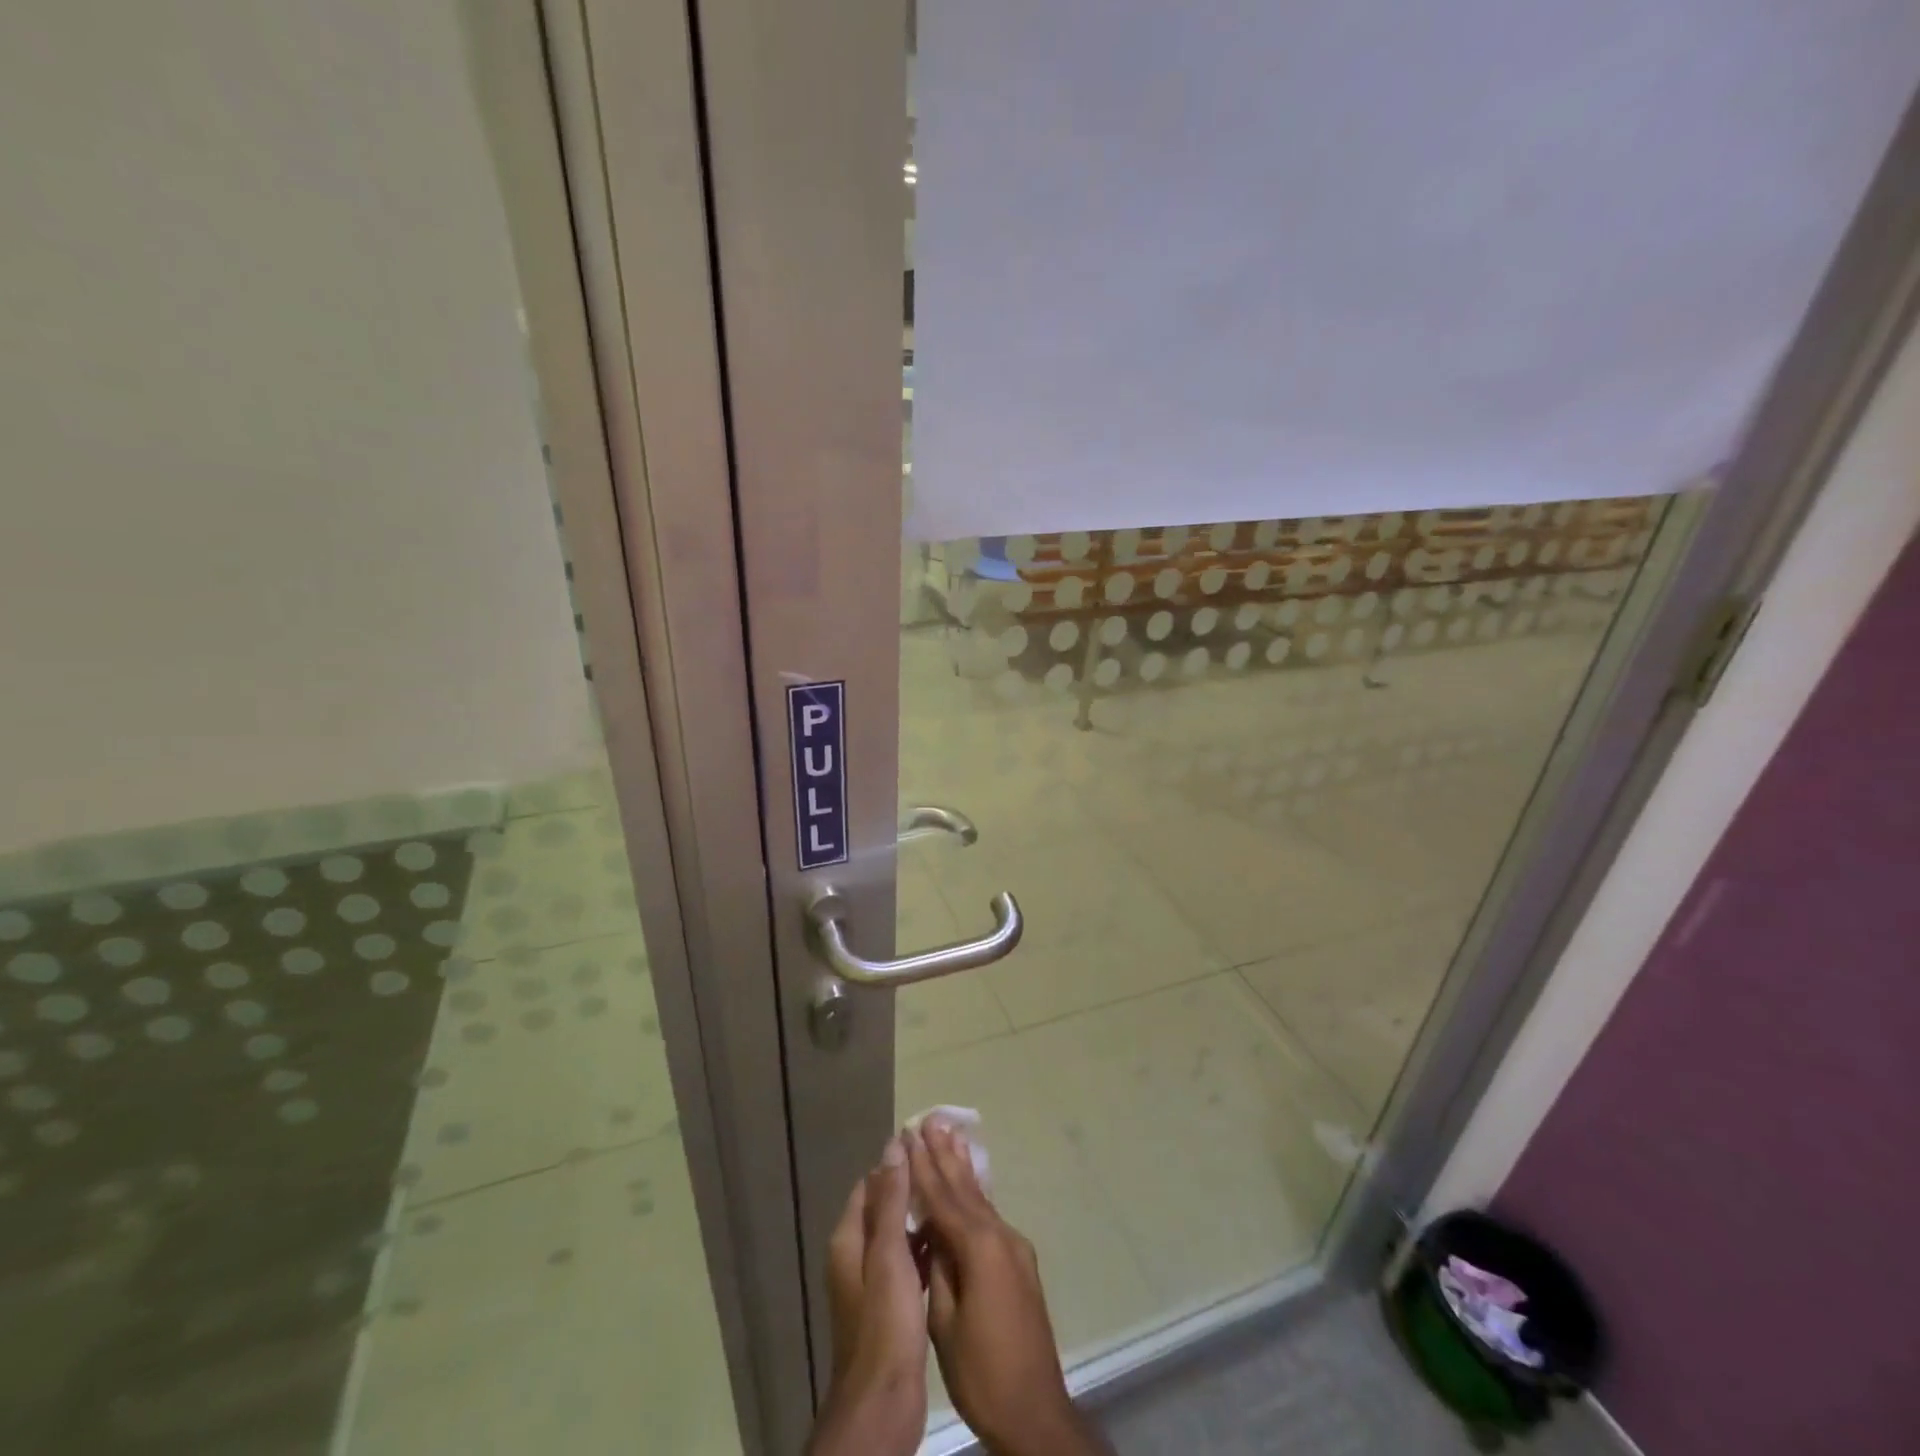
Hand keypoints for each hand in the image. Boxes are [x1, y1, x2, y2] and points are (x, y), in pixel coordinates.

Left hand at [806, 1139, 927, 1455]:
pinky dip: (924, 1248)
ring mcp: (874, 1283)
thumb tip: (894, 1144)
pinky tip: (950, 1243)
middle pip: (884, 1208)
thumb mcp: (889, 1255)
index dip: (895, 1163)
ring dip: (920, 1218)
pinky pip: (909, 1263)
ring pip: (898, 1236)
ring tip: (953, 1200)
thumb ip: (891, 1200)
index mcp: (849, 1239)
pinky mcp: (892, 1306)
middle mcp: (856, 1256)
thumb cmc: (884, 1322)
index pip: (871, 1184)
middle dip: (911, 1189)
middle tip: (947, 1171)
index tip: (927, 1148)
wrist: (883, 1401)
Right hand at [907, 1122, 1111, 1455]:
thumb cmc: (981, 1370)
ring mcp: (1013, 1247)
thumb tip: (931, 1232)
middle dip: (944, 1153)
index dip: (923, 1166)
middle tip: (931, 1118)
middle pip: (964, 1187)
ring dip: (962, 1166)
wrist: (1035, 1409)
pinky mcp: (1020, 1262)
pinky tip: (970, 1182)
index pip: (942, 1198)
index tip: (910, 1134)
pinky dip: (974, 1193)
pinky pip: (990, 1215)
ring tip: (951, 1134)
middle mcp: (999, 1236)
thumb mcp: (945, 1322)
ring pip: (980, 1197)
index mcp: (978, 1247)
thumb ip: (938, 1268)